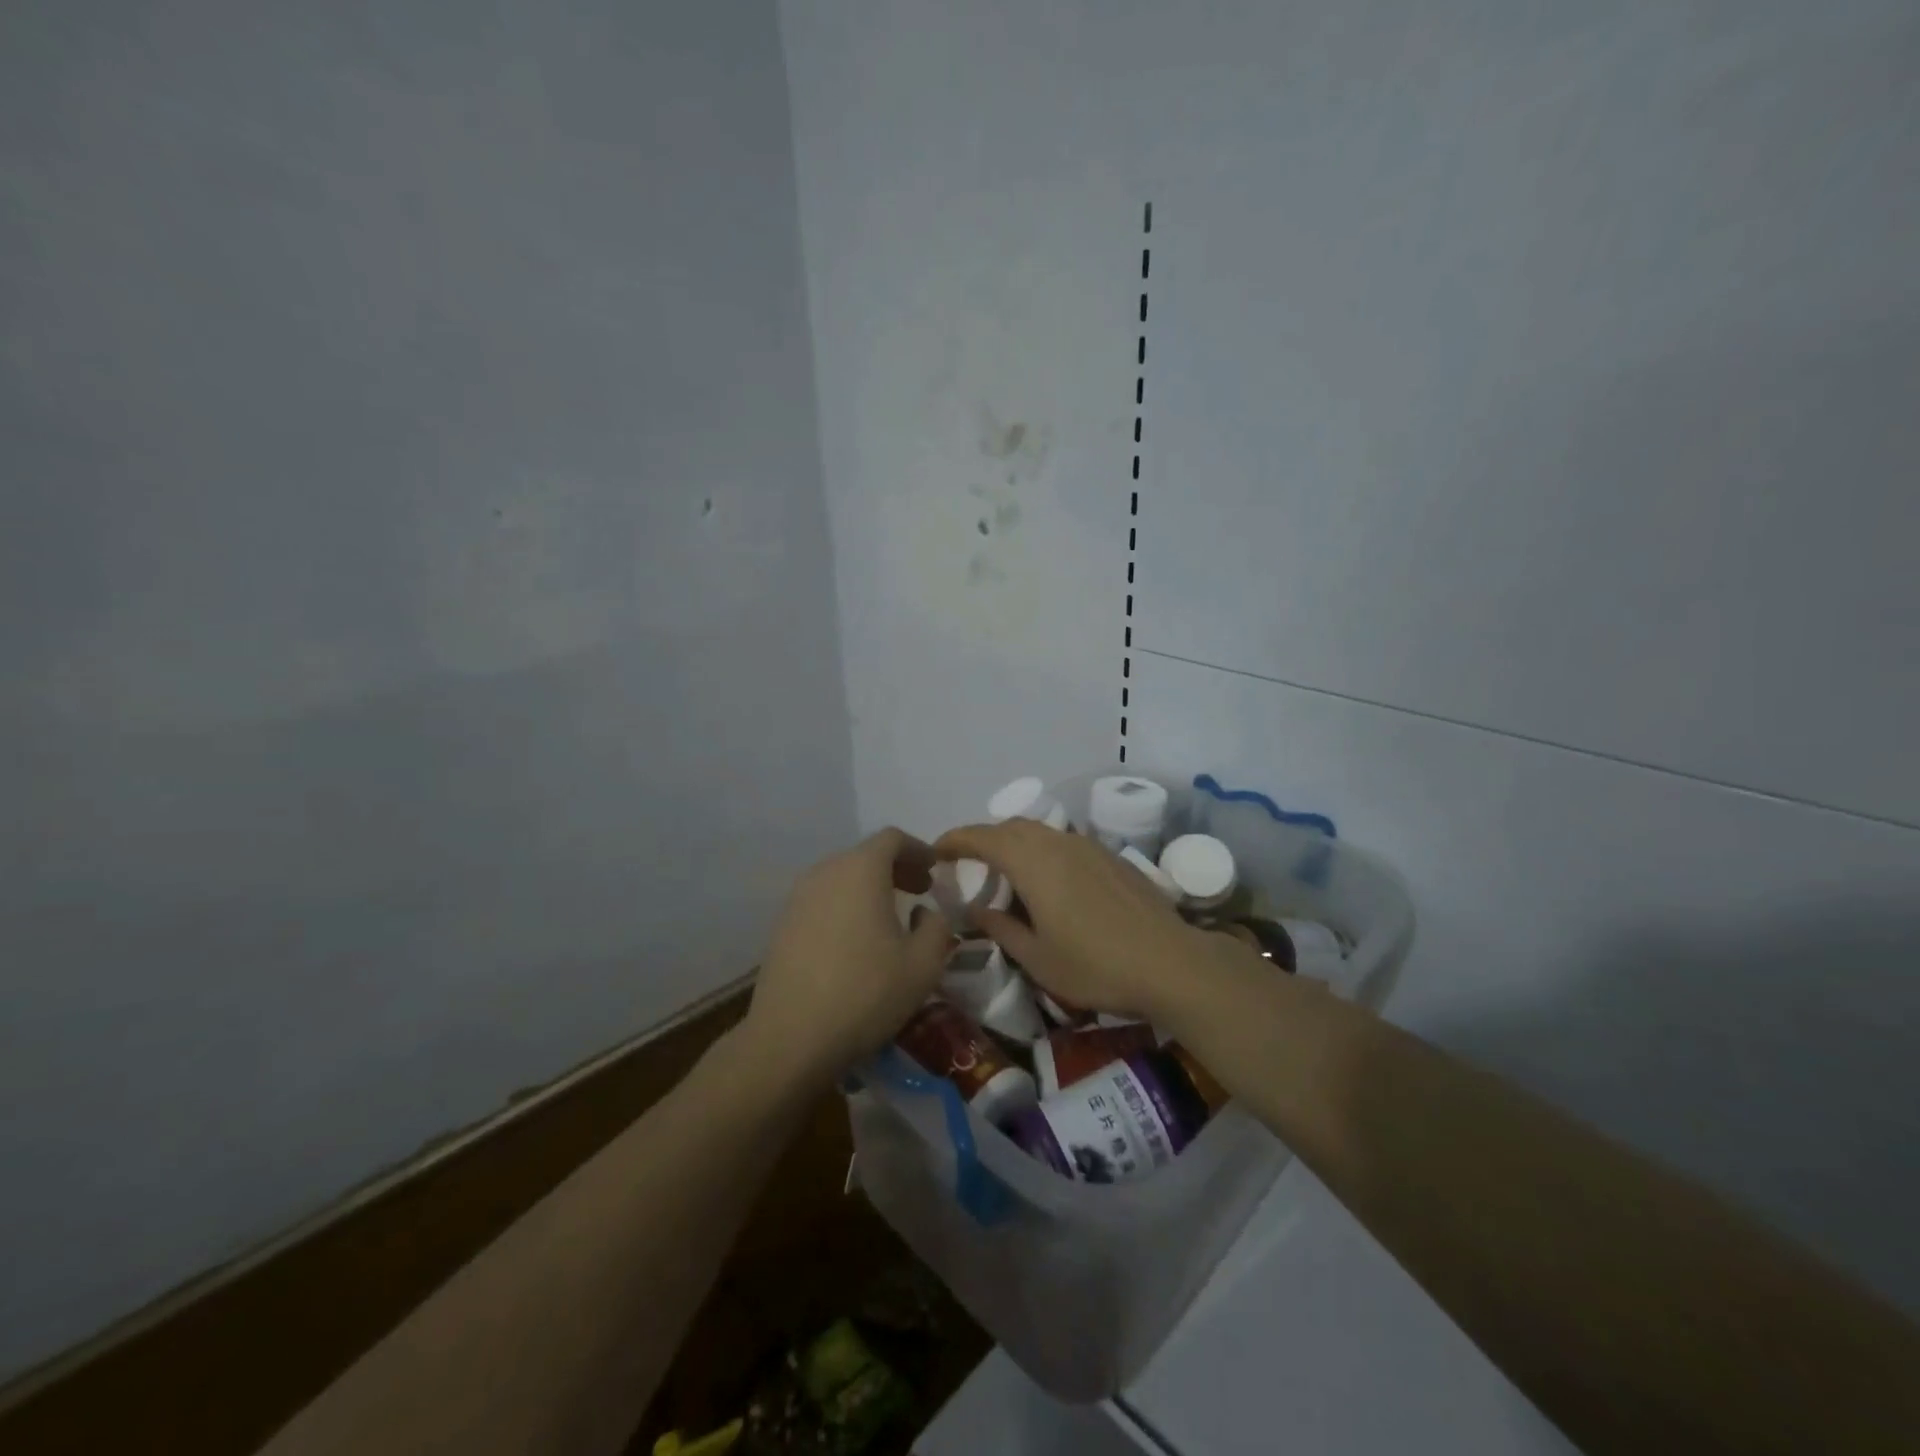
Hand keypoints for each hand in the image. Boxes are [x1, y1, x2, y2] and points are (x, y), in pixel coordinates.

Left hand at [743, 828, 954, 1086]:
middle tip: (920, 891)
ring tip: (891, 917)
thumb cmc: (866, 993)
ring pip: (842, 878)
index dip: (919, 849)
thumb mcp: (923, 964)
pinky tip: (858, 940)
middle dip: (897, 868)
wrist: (790, 1038)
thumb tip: (926, 913)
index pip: (892, 838)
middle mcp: (825, 872)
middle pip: (865, 855)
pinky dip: (847, 906)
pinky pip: (823, 900)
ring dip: (870, 888)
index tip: (935, 870)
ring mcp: (798, 898)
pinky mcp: (783, 925)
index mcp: (860, 870)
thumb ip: (937, 927)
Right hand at [934, 819, 1243, 1026]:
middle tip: (969, 864)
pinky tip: (1050, 882)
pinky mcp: (1111, 856)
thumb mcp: (1037, 958)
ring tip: (1007, 872)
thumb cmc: (1095, 965)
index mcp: (1033, 862)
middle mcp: (1058, 843)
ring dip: (1016, 843)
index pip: (983, 837)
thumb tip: (978, 908)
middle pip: (1012, 827)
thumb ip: (1002, 928)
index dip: (956, 840)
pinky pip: (1064, 842)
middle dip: (985, 839)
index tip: (936, 850)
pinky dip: (1044, 851)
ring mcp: (1088, 846)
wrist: (1169, 962)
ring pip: (1041, 832)